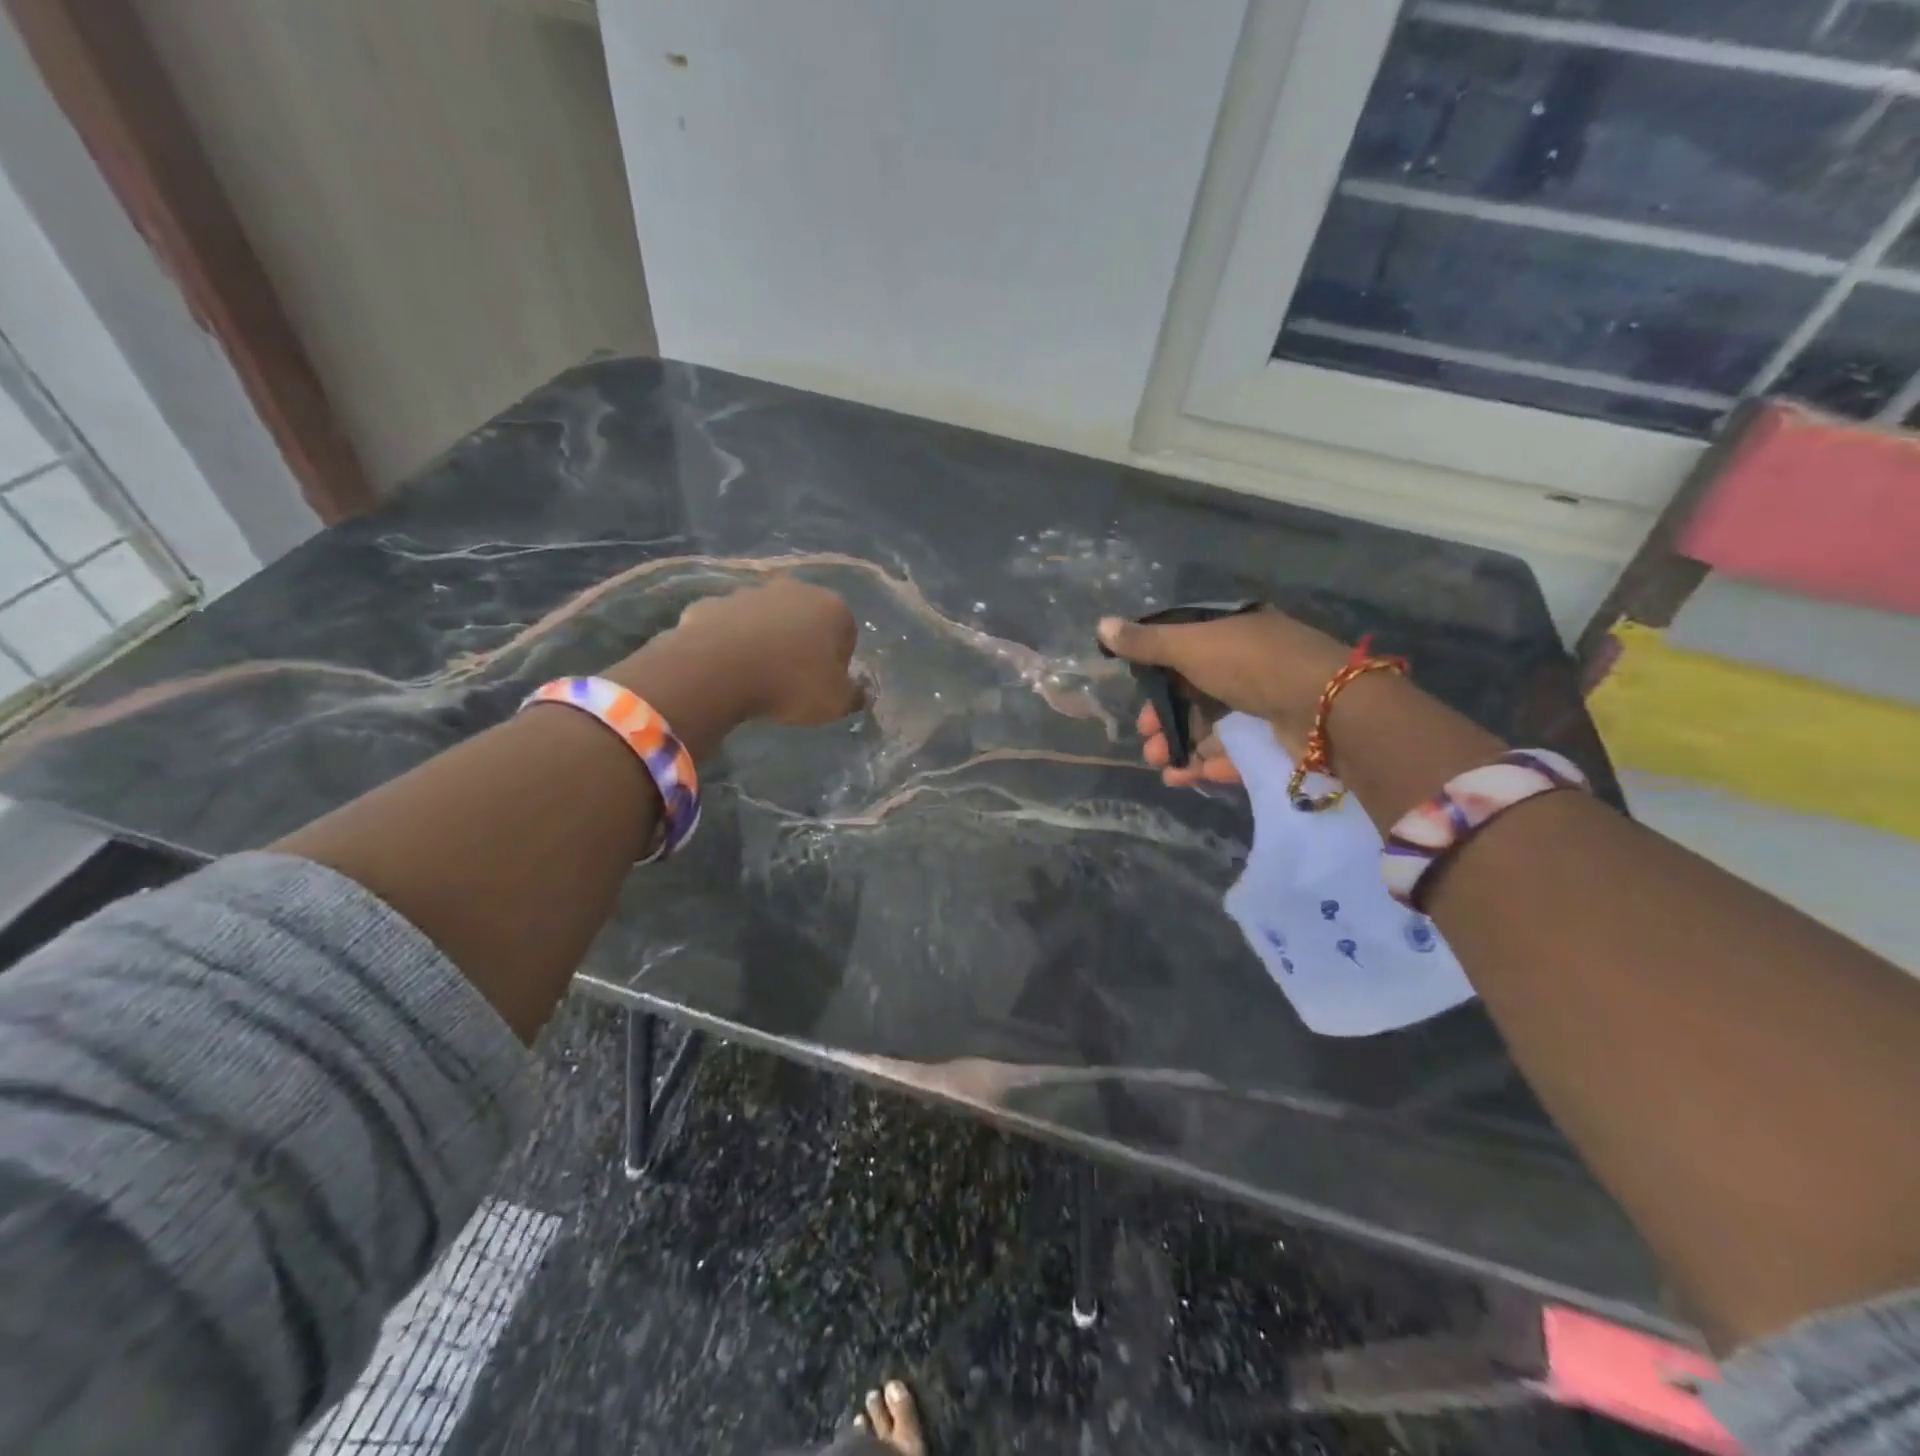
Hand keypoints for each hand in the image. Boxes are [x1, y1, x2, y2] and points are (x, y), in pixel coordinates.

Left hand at [666, 576, 865, 724]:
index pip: (847, 634)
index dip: (837, 662)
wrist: (716, 670)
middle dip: (802, 643)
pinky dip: (730, 642)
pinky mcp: (712, 603)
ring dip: (766, 640)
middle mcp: (794, 589)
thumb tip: (859, 692)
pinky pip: (730, 625)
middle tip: (792, 679)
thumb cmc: (790, 684)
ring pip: (766, 619)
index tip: (823, 685)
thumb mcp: (835, 703)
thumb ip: (854, 696)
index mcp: (832, 607)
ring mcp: (750, 592)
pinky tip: (726, 668)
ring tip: (756, 676)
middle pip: (806, 619)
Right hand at [1097, 609, 1348, 783]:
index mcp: (1233, 634)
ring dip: (1183, 748)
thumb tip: (1100, 625)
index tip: (1137, 702)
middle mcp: (1250, 664)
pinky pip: (1237, 751)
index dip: (1156, 680)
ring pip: (1214, 728)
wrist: (1329, 708)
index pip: (1185, 654)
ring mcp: (1268, 702)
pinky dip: (1211, 764)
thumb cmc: (1252, 665)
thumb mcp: (1192, 646)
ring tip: (1163, 769)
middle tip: (1147, 744)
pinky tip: (1189, 777)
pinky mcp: (1279, 738)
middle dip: (1165, 722)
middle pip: (1195, 696)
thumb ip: (1147, 643)